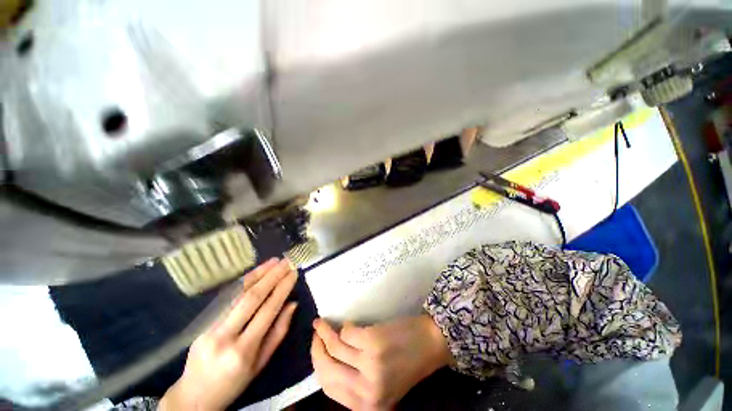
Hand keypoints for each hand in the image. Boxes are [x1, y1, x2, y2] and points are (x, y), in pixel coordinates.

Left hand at [160, 258, 298, 410]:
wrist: (192, 396)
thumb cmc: (233, 383)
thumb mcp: (261, 364)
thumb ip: (278, 332)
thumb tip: (292, 304)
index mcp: (243, 351)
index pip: (268, 310)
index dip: (283, 289)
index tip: (294, 273)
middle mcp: (224, 336)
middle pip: (251, 298)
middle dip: (272, 276)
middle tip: (286, 262)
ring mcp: (209, 327)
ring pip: (236, 294)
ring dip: (257, 274)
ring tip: (273, 261)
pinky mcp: (202, 323)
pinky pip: (226, 298)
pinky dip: (243, 282)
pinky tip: (255, 273)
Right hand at [311, 315, 452, 409]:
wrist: (430, 344)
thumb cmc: (407, 363)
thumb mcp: (380, 384)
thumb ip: (355, 382)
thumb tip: (328, 363)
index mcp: (366, 405)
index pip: (328, 388)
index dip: (317, 366)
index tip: (315, 350)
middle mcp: (365, 390)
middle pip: (325, 369)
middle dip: (316, 349)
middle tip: (315, 334)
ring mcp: (369, 365)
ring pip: (334, 347)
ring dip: (325, 332)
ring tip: (322, 323)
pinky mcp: (372, 341)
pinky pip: (347, 332)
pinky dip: (345, 326)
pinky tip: (348, 323)